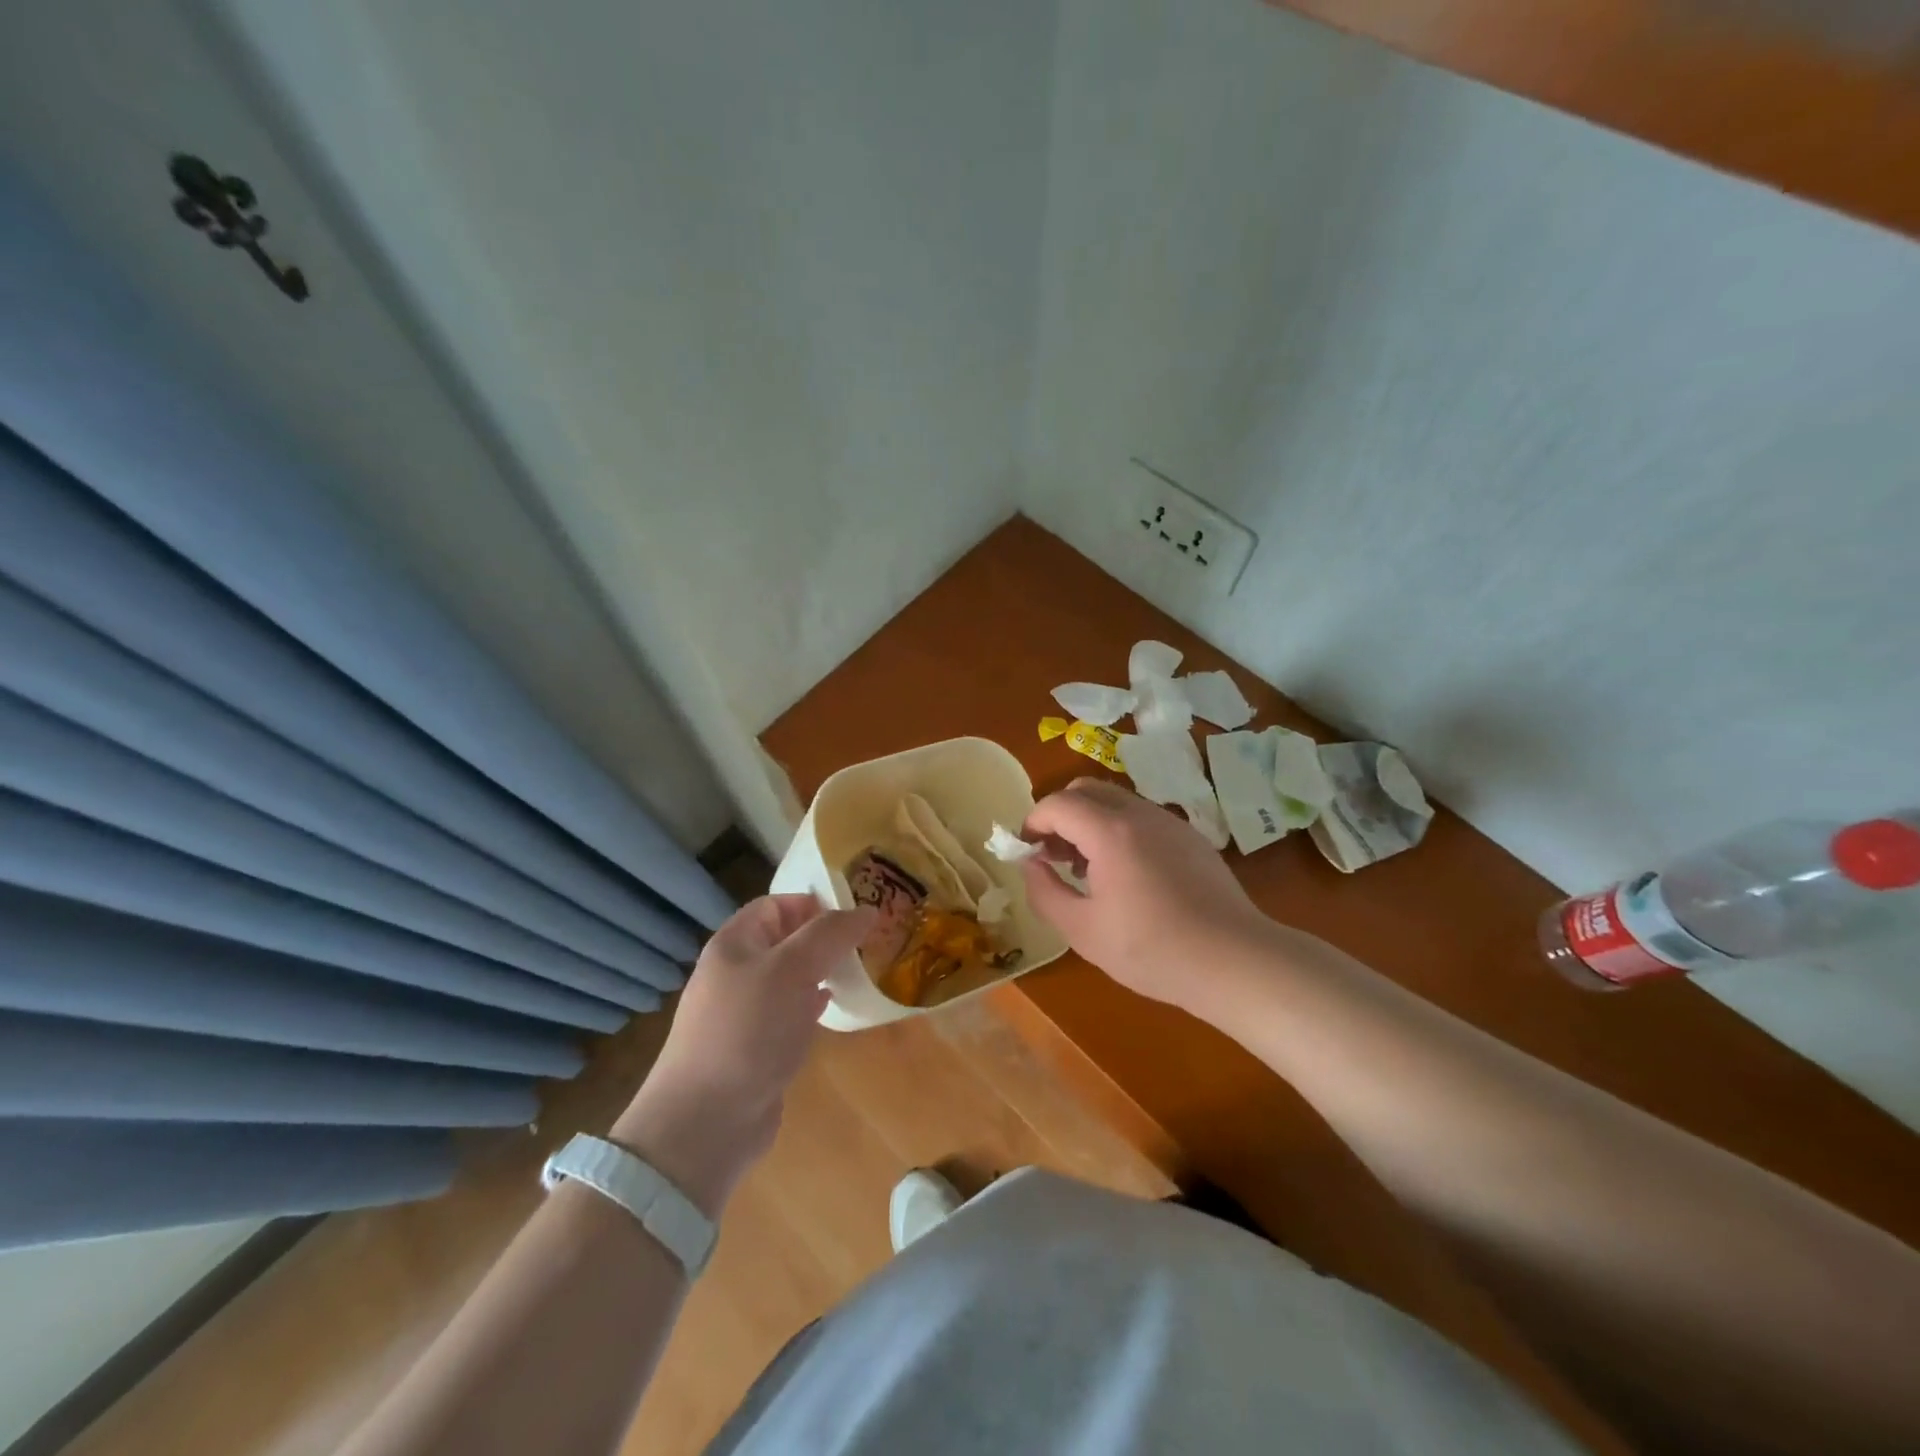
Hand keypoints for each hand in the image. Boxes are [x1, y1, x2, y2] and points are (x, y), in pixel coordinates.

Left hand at [613, 895, 872, 1215]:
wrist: (705, 1123)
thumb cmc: (747, 1031)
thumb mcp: (791, 970)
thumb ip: (829, 935)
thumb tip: (867, 910)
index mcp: (734, 943)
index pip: (777, 904)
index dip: (816, 902)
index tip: (858, 911)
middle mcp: (737, 971)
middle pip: (787, 939)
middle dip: (826, 937)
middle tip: (870, 939)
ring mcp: (745, 1012)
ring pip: (792, 977)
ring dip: (824, 970)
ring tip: (863, 968)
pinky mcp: (757, 1046)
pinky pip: (791, 1011)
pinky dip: (816, 1004)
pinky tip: (837, 1007)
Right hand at [1020, 779, 1269, 1009]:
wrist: (1234, 960)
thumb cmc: (1152, 950)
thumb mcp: (1082, 930)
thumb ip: (1045, 891)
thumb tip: (1030, 864)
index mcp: (1110, 831)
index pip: (1057, 804)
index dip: (1033, 822)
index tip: (1026, 852)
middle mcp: (1140, 814)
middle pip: (1086, 790)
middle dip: (1060, 815)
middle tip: (1054, 856)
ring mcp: (1170, 822)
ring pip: (1116, 800)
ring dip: (1089, 821)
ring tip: (1087, 869)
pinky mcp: (1191, 837)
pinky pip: (1142, 817)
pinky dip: (1118, 830)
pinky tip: (1126, 875)